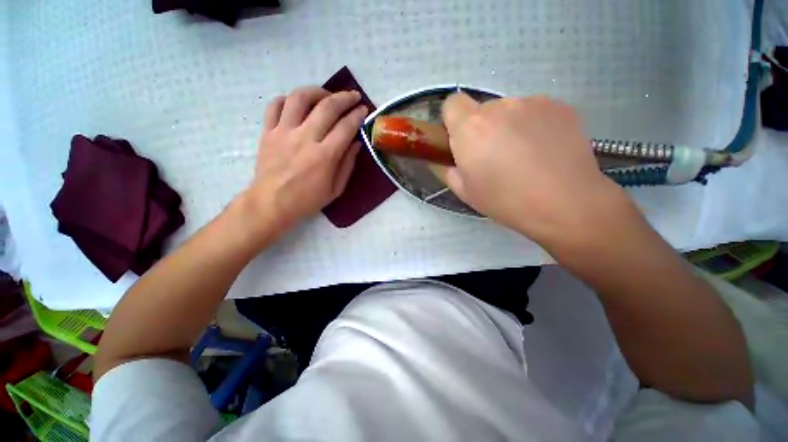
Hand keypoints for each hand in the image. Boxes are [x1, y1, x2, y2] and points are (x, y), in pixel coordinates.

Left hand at [241, 86, 367, 239]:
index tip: (364, 110)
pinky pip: (275, 106)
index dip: (357, 115)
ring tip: (326, 95)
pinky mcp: (268, 132)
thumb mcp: (336, 189)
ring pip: (299, 98)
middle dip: (344, 98)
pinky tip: (298, 104)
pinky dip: (288, 99)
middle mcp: (305, 138)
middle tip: (353, 96)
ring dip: (316, 91)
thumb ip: (347, 164)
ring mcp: (283, 132)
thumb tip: (356, 143)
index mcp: (325, 156)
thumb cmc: (307, 200)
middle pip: (327, 107)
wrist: (271, 204)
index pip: (345, 127)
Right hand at [442, 93, 629, 246]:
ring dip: (508, 126)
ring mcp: (532, 103)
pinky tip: (544, 150)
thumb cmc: (505, 201)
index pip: (452, 103)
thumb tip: (448, 160)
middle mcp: (499, 106)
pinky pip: (534, 111)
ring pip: (509, 110)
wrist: (565, 204)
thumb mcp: (465, 192)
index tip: (462, 140)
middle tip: (494, 155)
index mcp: (471, 128)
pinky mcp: (559, 106)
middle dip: (482, 128)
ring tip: (523, 155)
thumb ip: (448, 169)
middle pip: (482, 109)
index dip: (453, 120)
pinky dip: (533, 125)